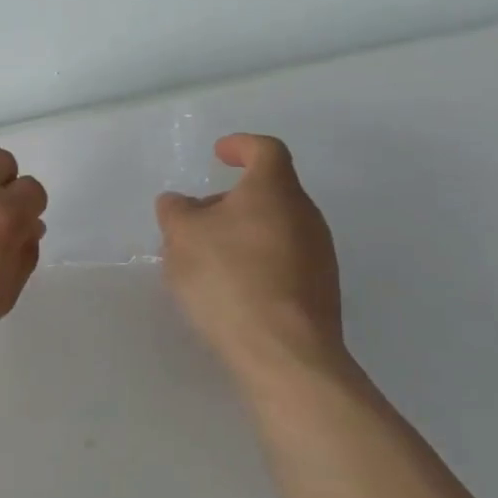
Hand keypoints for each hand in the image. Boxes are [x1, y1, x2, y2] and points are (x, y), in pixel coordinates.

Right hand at [155, 134, 347, 377]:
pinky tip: (231, 288)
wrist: (283, 352)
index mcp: (274, 190)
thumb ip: (176, 211)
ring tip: (207, 258)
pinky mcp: (320, 291)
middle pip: (270, 192)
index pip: (265, 150)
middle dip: (232, 200)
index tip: (219, 154)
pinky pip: (283, 260)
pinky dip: (256, 262)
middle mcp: (305, 215)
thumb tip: (180, 203)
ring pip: (276, 228)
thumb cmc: (229, 277)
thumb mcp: (182, 236)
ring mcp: (319, 255)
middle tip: (197, 218)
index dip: (241, 146)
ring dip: (242, 233)